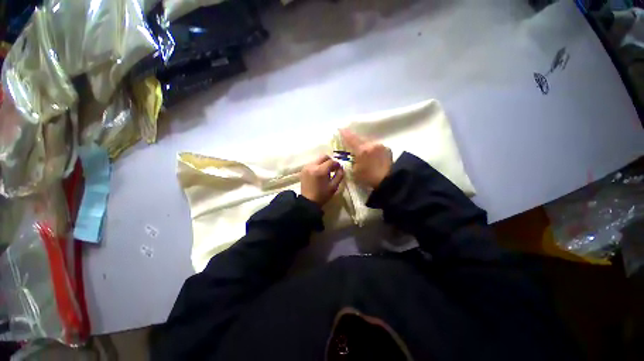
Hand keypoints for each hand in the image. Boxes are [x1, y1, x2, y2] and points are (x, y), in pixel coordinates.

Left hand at [300, 155, 344, 205]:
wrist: (308, 201)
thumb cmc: (322, 195)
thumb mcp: (334, 186)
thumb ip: (339, 175)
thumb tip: (341, 168)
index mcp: (320, 170)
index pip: (331, 161)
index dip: (337, 164)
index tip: (339, 169)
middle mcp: (312, 166)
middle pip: (323, 157)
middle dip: (330, 161)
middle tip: (333, 168)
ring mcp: (306, 167)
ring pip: (318, 159)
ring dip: (323, 163)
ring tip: (326, 171)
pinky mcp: (303, 169)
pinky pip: (312, 163)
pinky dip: (317, 165)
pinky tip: (319, 173)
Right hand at [340, 129, 392, 187]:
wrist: (389, 181)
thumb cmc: (369, 178)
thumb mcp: (355, 172)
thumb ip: (351, 161)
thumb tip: (350, 156)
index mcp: (362, 150)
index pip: (350, 138)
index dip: (344, 133)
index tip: (339, 129)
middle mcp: (371, 144)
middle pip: (359, 137)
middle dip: (353, 138)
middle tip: (348, 138)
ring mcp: (380, 145)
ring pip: (368, 141)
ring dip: (362, 142)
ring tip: (359, 146)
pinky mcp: (386, 149)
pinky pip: (375, 145)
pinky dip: (370, 147)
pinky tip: (369, 152)